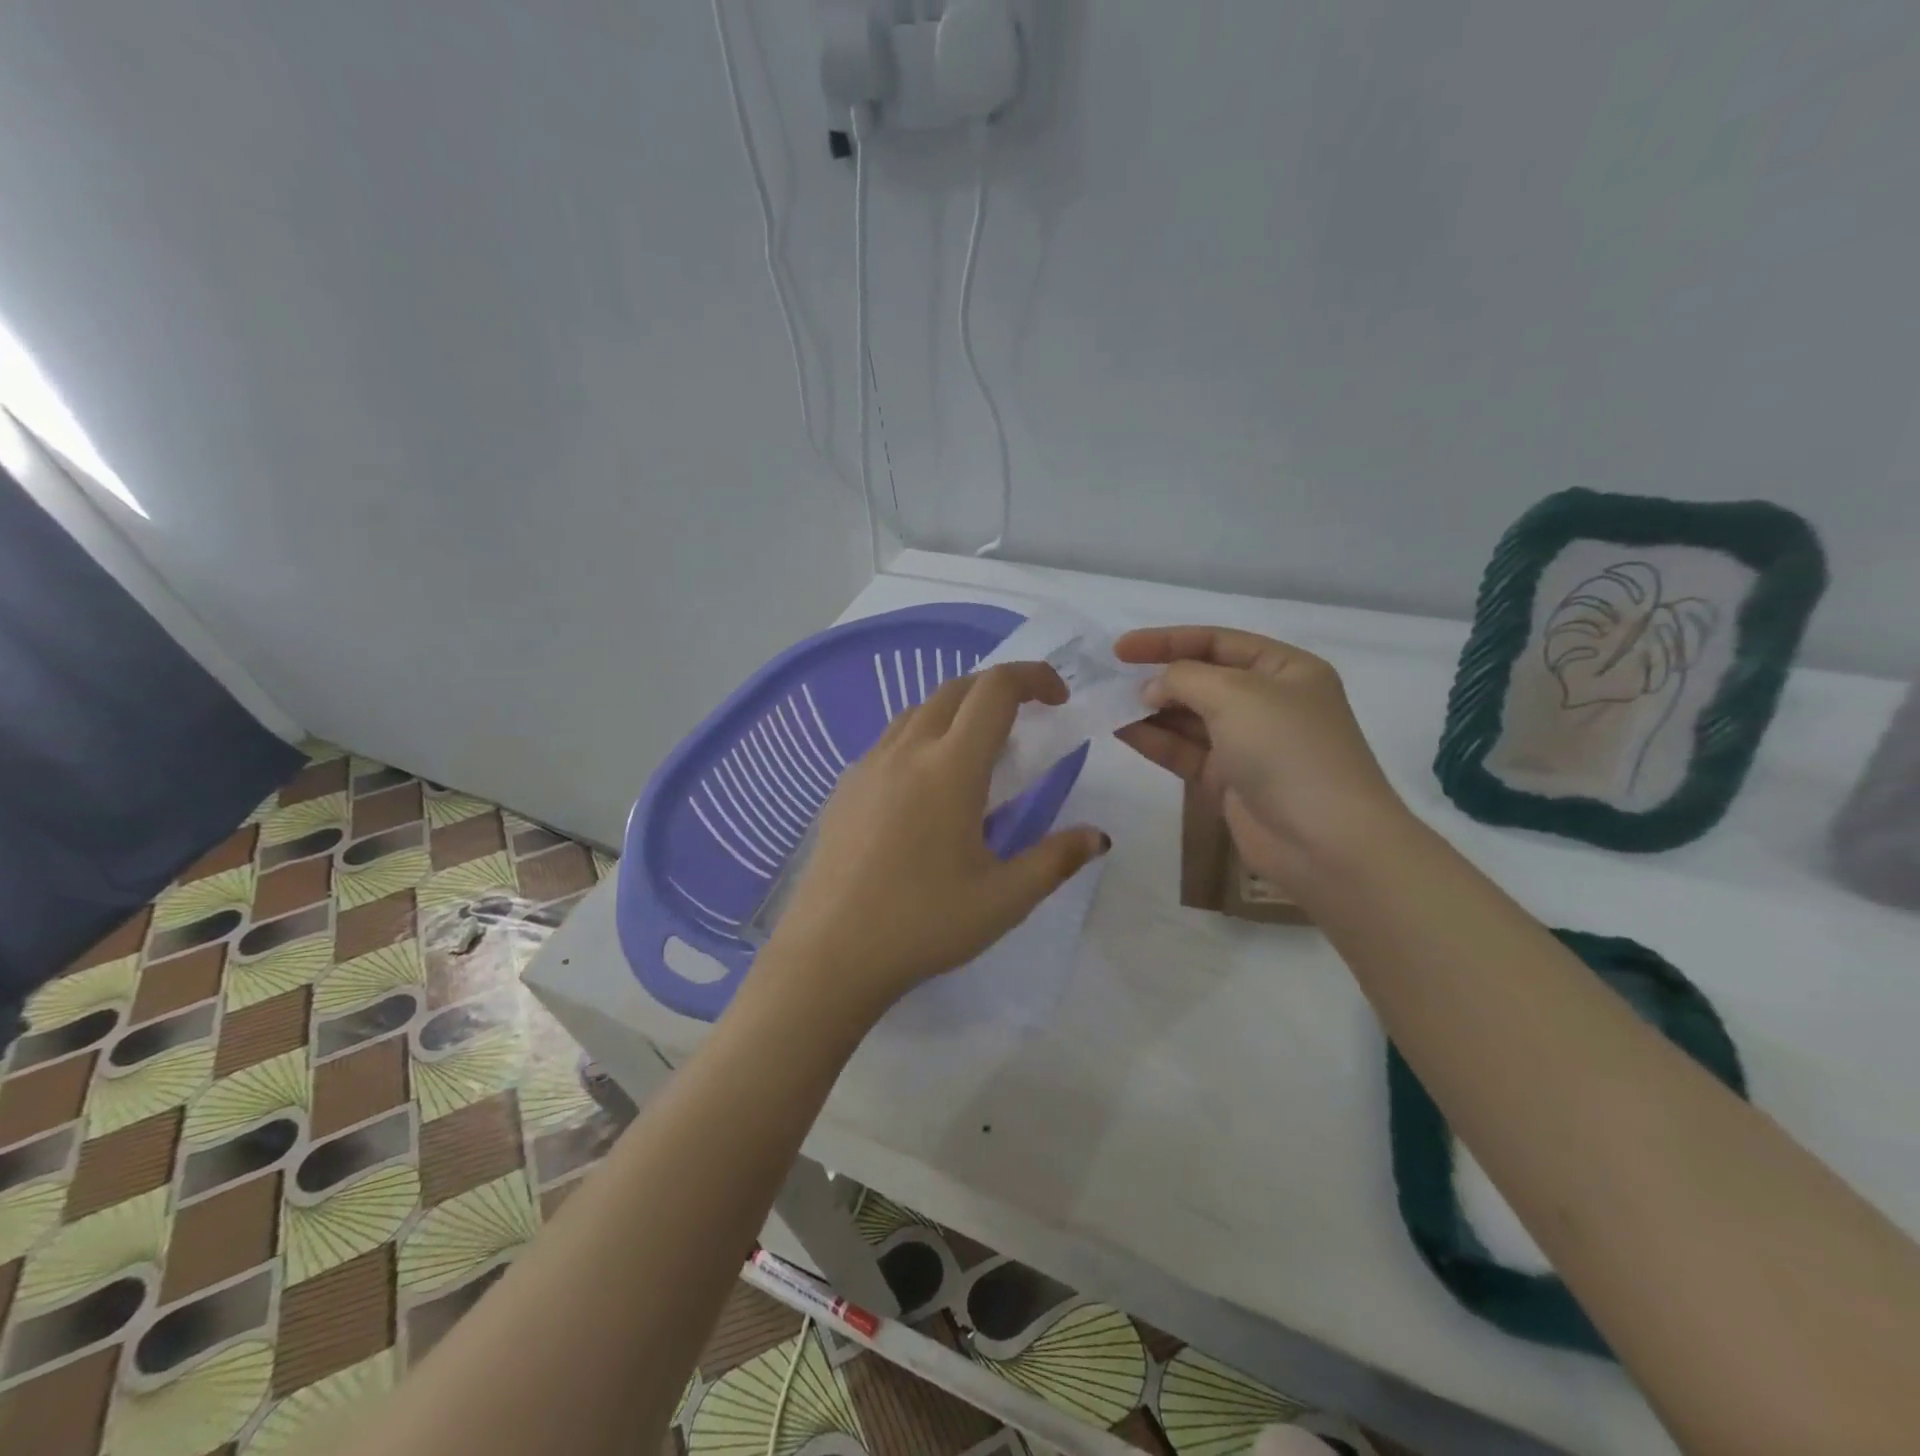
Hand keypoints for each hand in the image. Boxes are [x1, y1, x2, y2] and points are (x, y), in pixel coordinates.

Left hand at [760, 662, 1109, 1021]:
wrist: (829, 954)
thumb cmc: (923, 924)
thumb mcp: (1004, 899)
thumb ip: (1056, 859)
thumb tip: (1097, 836)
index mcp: (950, 767)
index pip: (995, 690)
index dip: (1033, 678)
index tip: (1058, 700)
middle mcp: (906, 750)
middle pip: (956, 689)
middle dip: (997, 690)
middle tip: (1024, 724)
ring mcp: (868, 765)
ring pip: (918, 710)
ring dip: (956, 711)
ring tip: (976, 754)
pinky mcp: (844, 787)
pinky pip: (890, 739)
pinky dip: (921, 737)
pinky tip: (926, 787)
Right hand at [1113, 626, 1406, 892]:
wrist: (1324, 841)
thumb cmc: (1288, 750)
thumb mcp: (1236, 695)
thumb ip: (1184, 679)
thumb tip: (1150, 689)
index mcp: (1285, 670)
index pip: (1217, 642)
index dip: (1167, 641)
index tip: (1120, 648)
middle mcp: (1268, 702)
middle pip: (1202, 680)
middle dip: (1158, 678)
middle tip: (1111, 680)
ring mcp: (1248, 744)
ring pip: (1189, 718)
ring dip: (1150, 710)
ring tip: (1108, 705)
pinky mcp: (1229, 781)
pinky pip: (1184, 752)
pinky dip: (1155, 741)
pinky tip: (1123, 731)